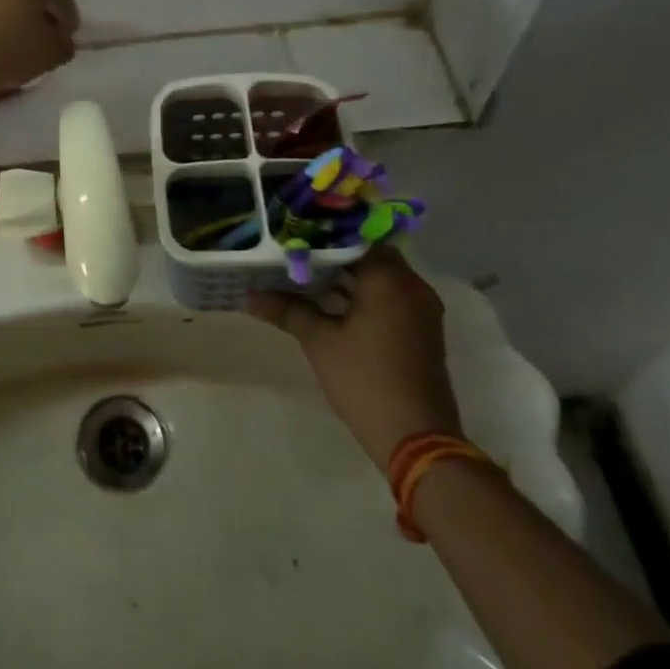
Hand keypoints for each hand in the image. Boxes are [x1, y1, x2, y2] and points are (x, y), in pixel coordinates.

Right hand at [246, 245, 462, 464]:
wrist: (417, 441)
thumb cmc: (365, 380)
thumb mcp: (319, 341)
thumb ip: (287, 310)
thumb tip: (249, 297)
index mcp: (390, 280)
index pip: (356, 236)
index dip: (324, 231)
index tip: (294, 228)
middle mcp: (412, 287)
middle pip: (368, 254)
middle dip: (331, 252)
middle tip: (293, 248)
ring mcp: (420, 310)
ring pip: (378, 277)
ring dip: (346, 275)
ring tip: (303, 271)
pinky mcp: (419, 330)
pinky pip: (387, 297)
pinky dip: (361, 294)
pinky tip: (327, 300)